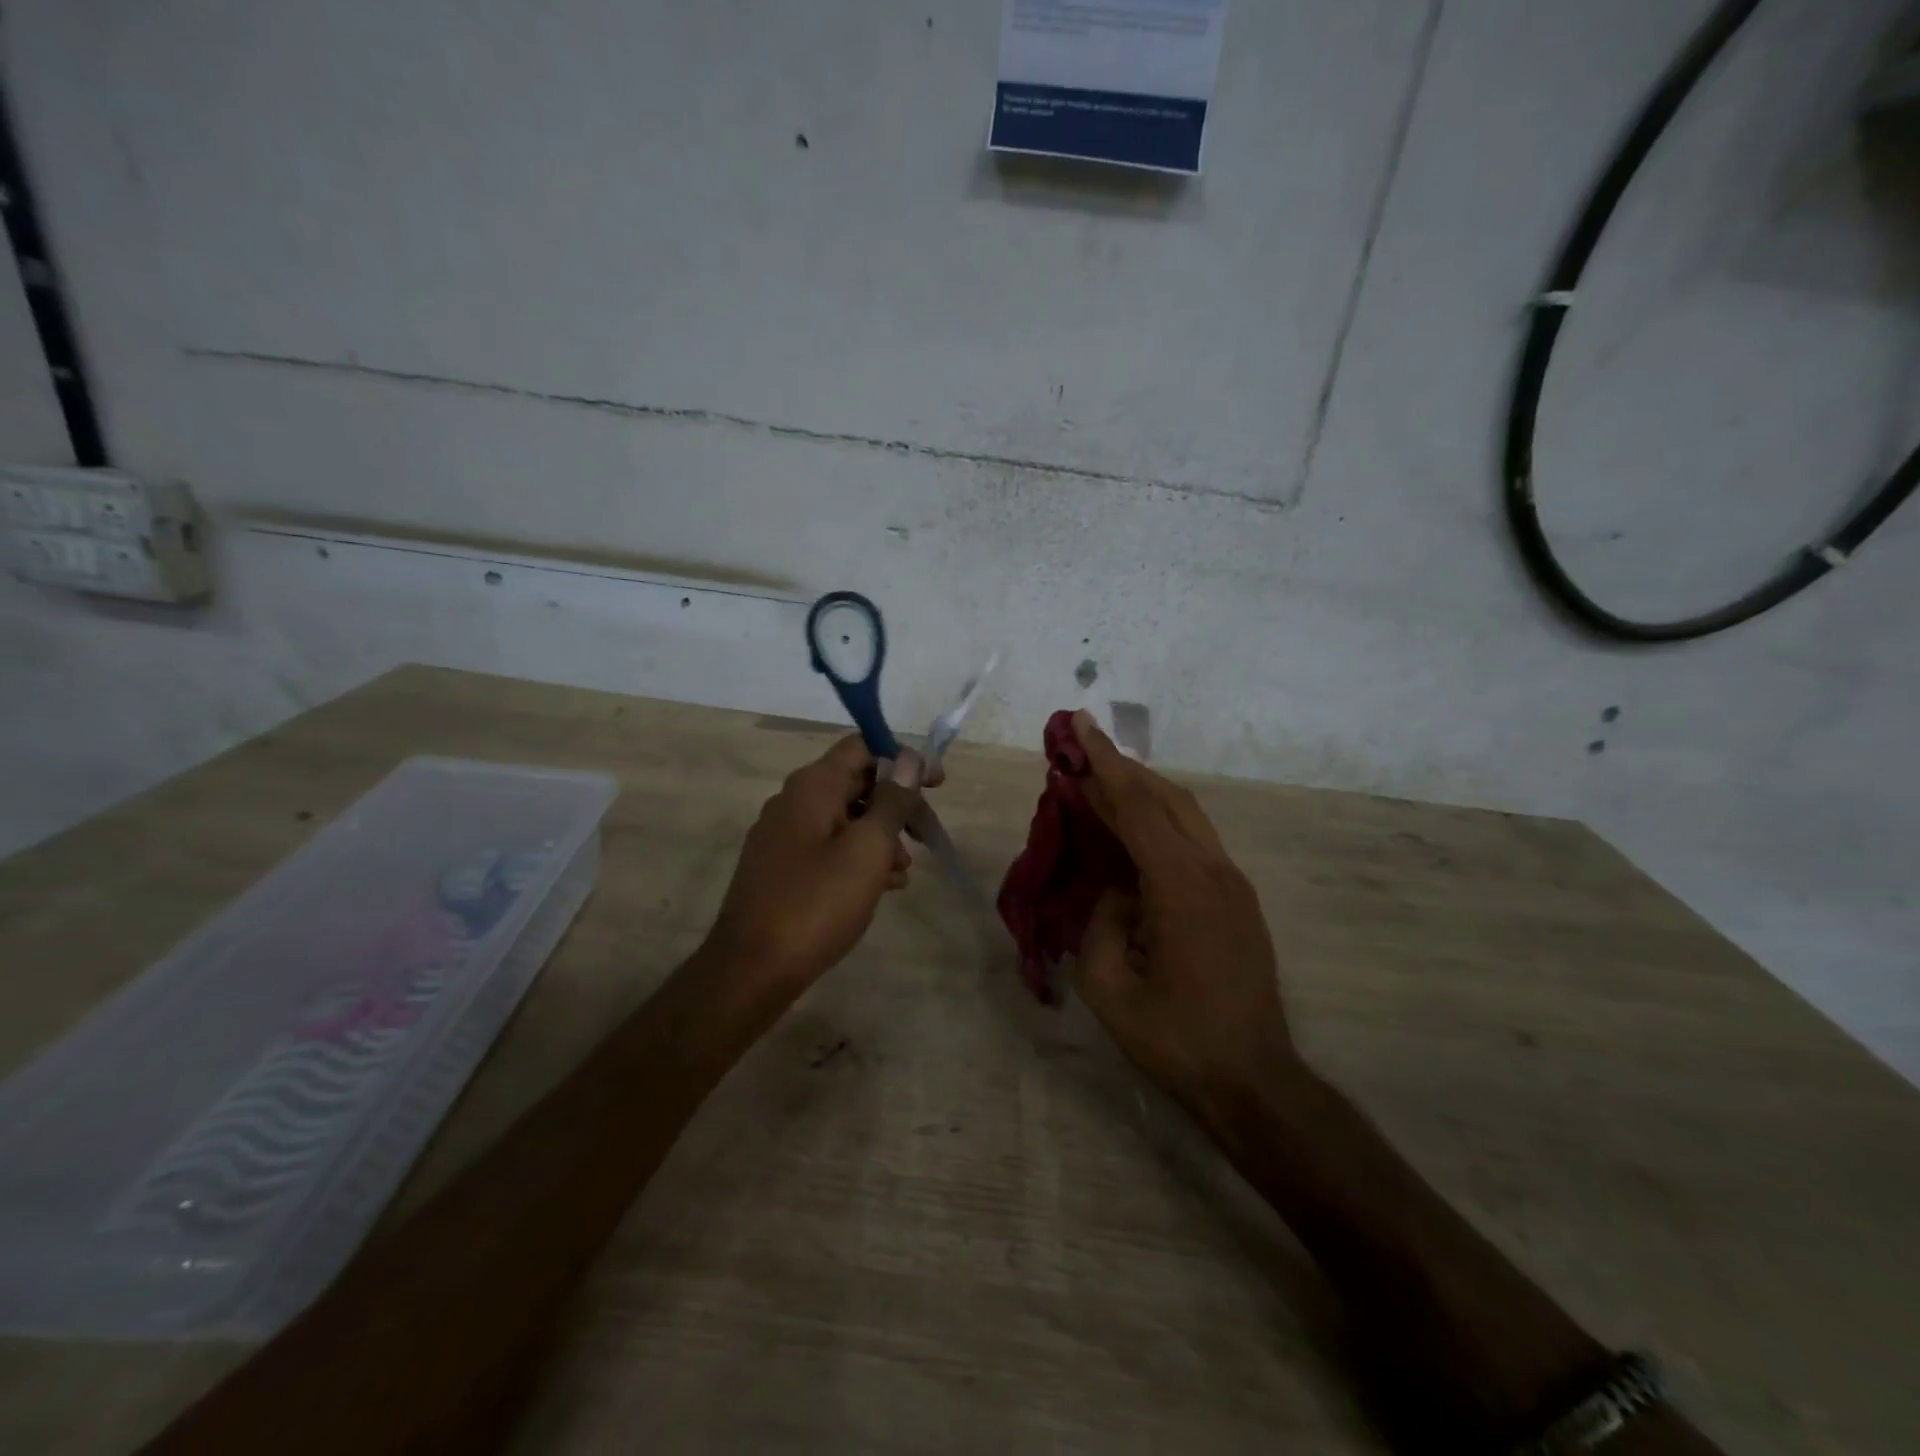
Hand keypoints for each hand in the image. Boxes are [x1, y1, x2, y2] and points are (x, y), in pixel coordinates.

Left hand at [706, 736, 924, 986]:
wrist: (751, 969)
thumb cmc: (816, 903)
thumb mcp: (867, 849)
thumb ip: (891, 800)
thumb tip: (908, 758)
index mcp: (812, 786)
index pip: (861, 747)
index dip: (903, 759)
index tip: (936, 785)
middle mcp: (793, 801)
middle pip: (855, 782)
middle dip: (896, 803)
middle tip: (926, 832)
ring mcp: (783, 836)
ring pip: (844, 818)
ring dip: (880, 835)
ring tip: (904, 870)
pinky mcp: (781, 868)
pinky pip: (828, 847)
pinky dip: (858, 857)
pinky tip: (882, 886)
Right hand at [1069, 710, 1296, 1113]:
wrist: (1253, 1079)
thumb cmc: (1176, 1039)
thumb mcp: (1110, 988)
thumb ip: (1100, 923)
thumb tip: (1114, 890)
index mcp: (1181, 887)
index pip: (1138, 807)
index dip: (1104, 765)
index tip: (1079, 726)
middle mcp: (1214, 871)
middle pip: (1167, 797)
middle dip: (1122, 768)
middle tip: (1082, 747)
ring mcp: (1232, 883)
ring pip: (1186, 814)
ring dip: (1143, 791)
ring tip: (1101, 782)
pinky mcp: (1238, 899)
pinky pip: (1194, 840)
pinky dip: (1160, 820)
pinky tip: (1134, 829)